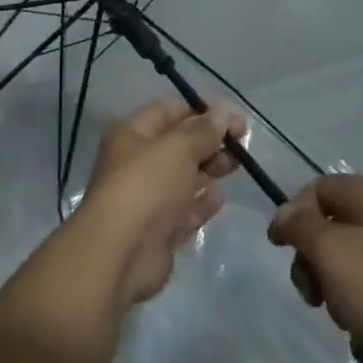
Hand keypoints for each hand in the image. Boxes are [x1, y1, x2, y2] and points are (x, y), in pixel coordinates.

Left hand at [75, 98, 244, 306]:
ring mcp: (148, 198)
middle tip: (242, 144)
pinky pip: (185, 210)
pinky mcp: (159, 230)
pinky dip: (202, 203)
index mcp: (132, 135)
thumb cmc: (147, 186)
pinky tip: (219, 198)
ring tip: (236, 166)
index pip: (169, 110)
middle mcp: (137, 163)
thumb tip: (222, 114)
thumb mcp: (178, 148)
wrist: (121, 252)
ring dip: (210, 170)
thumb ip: (203, 131)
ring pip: (184, 177)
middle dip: (210, 141)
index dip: (201, 110)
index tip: (233, 118)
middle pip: (179, 145)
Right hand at [267, 174, 362, 362]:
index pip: (317, 189)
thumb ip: (301, 228)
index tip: (279, 249)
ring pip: (353, 273)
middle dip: (317, 268)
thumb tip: (285, 214)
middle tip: (315, 296)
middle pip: (332, 234)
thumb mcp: (333, 253)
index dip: (293, 214)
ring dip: (343, 303)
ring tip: (355, 326)